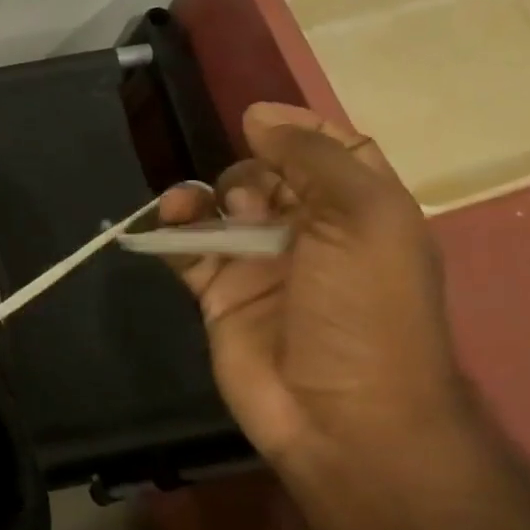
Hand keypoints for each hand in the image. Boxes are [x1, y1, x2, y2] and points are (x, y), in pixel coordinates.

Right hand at [159, 102, 468, 475]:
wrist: (340, 414)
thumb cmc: (365, 309)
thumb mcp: (363, 218)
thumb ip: (313, 158)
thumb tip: (259, 115)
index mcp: (360, 211)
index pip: (329, 152)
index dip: (296, 131)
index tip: (256, 121)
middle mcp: (310, 233)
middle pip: (266, 176)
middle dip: (247, 173)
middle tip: (248, 201)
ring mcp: (260, 266)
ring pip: (220, 210)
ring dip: (200, 198)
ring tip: (185, 207)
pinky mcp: (219, 296)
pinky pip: (187, 250)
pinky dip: (171, 232)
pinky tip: (165, 223)